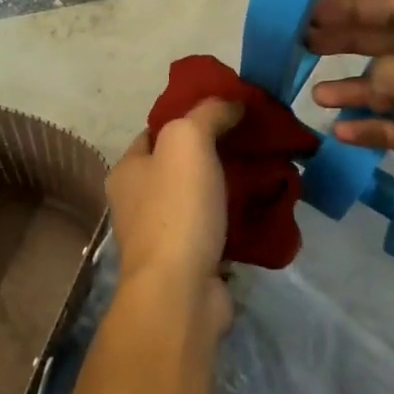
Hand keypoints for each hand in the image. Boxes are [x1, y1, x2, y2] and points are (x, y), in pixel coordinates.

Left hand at [106, 98, 244, 330]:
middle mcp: (138, 201)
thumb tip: (229, 102)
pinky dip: (235, 218)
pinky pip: (214, 229)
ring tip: (265, 171)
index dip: (189, 116)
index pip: (156, 131)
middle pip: (180, 165)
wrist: (180, 291)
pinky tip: (261, 208)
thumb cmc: (177, 209)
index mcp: (128, 170)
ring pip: (199, 198)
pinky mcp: (188, 262)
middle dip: (215, 152)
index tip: (227, 110)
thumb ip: (207, 113)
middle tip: (253, 141)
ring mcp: (162, 235)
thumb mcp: (188, 141)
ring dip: (228, 186)